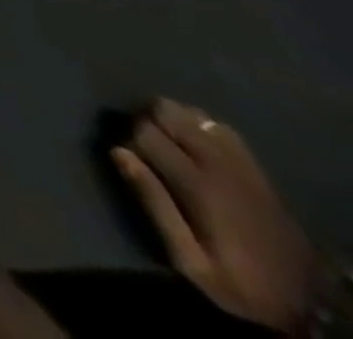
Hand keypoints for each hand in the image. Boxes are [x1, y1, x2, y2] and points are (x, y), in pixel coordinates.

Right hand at [113, 99, 316, 331]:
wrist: (305, 310)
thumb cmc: (234, 283)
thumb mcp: (188, 259)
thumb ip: (153, 203)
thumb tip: (117, 151)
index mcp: (199, 186)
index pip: (146, 132)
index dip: (130, 139)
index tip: (131, 159)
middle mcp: (221, 168)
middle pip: (171, 112)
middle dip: (150, 121)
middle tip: (146, 147)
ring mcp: (245, 169)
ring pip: (198, 116)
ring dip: (176, 121)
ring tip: (169, 142)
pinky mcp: (261, 176)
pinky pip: (226, 131)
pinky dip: (203, 127)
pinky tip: (198, 144)